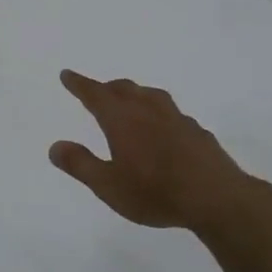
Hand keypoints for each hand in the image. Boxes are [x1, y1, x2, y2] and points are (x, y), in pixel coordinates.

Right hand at [49, 70, 268, 232]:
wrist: (215, 197)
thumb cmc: (155, 192)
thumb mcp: (108, 185)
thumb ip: (80, 164)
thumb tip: (55, 146)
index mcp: (122, 118)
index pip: (95, 94)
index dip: (79, 83)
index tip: (67, 74)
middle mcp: (148, 109)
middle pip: (123, 89)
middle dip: (106, 87)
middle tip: (96, 90)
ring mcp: (176, 118)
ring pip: (150, 95)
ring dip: (134, 93)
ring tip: (130, 100)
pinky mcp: (196, 131)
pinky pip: (171, 112)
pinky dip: (158, 112)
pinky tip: (163, 127)